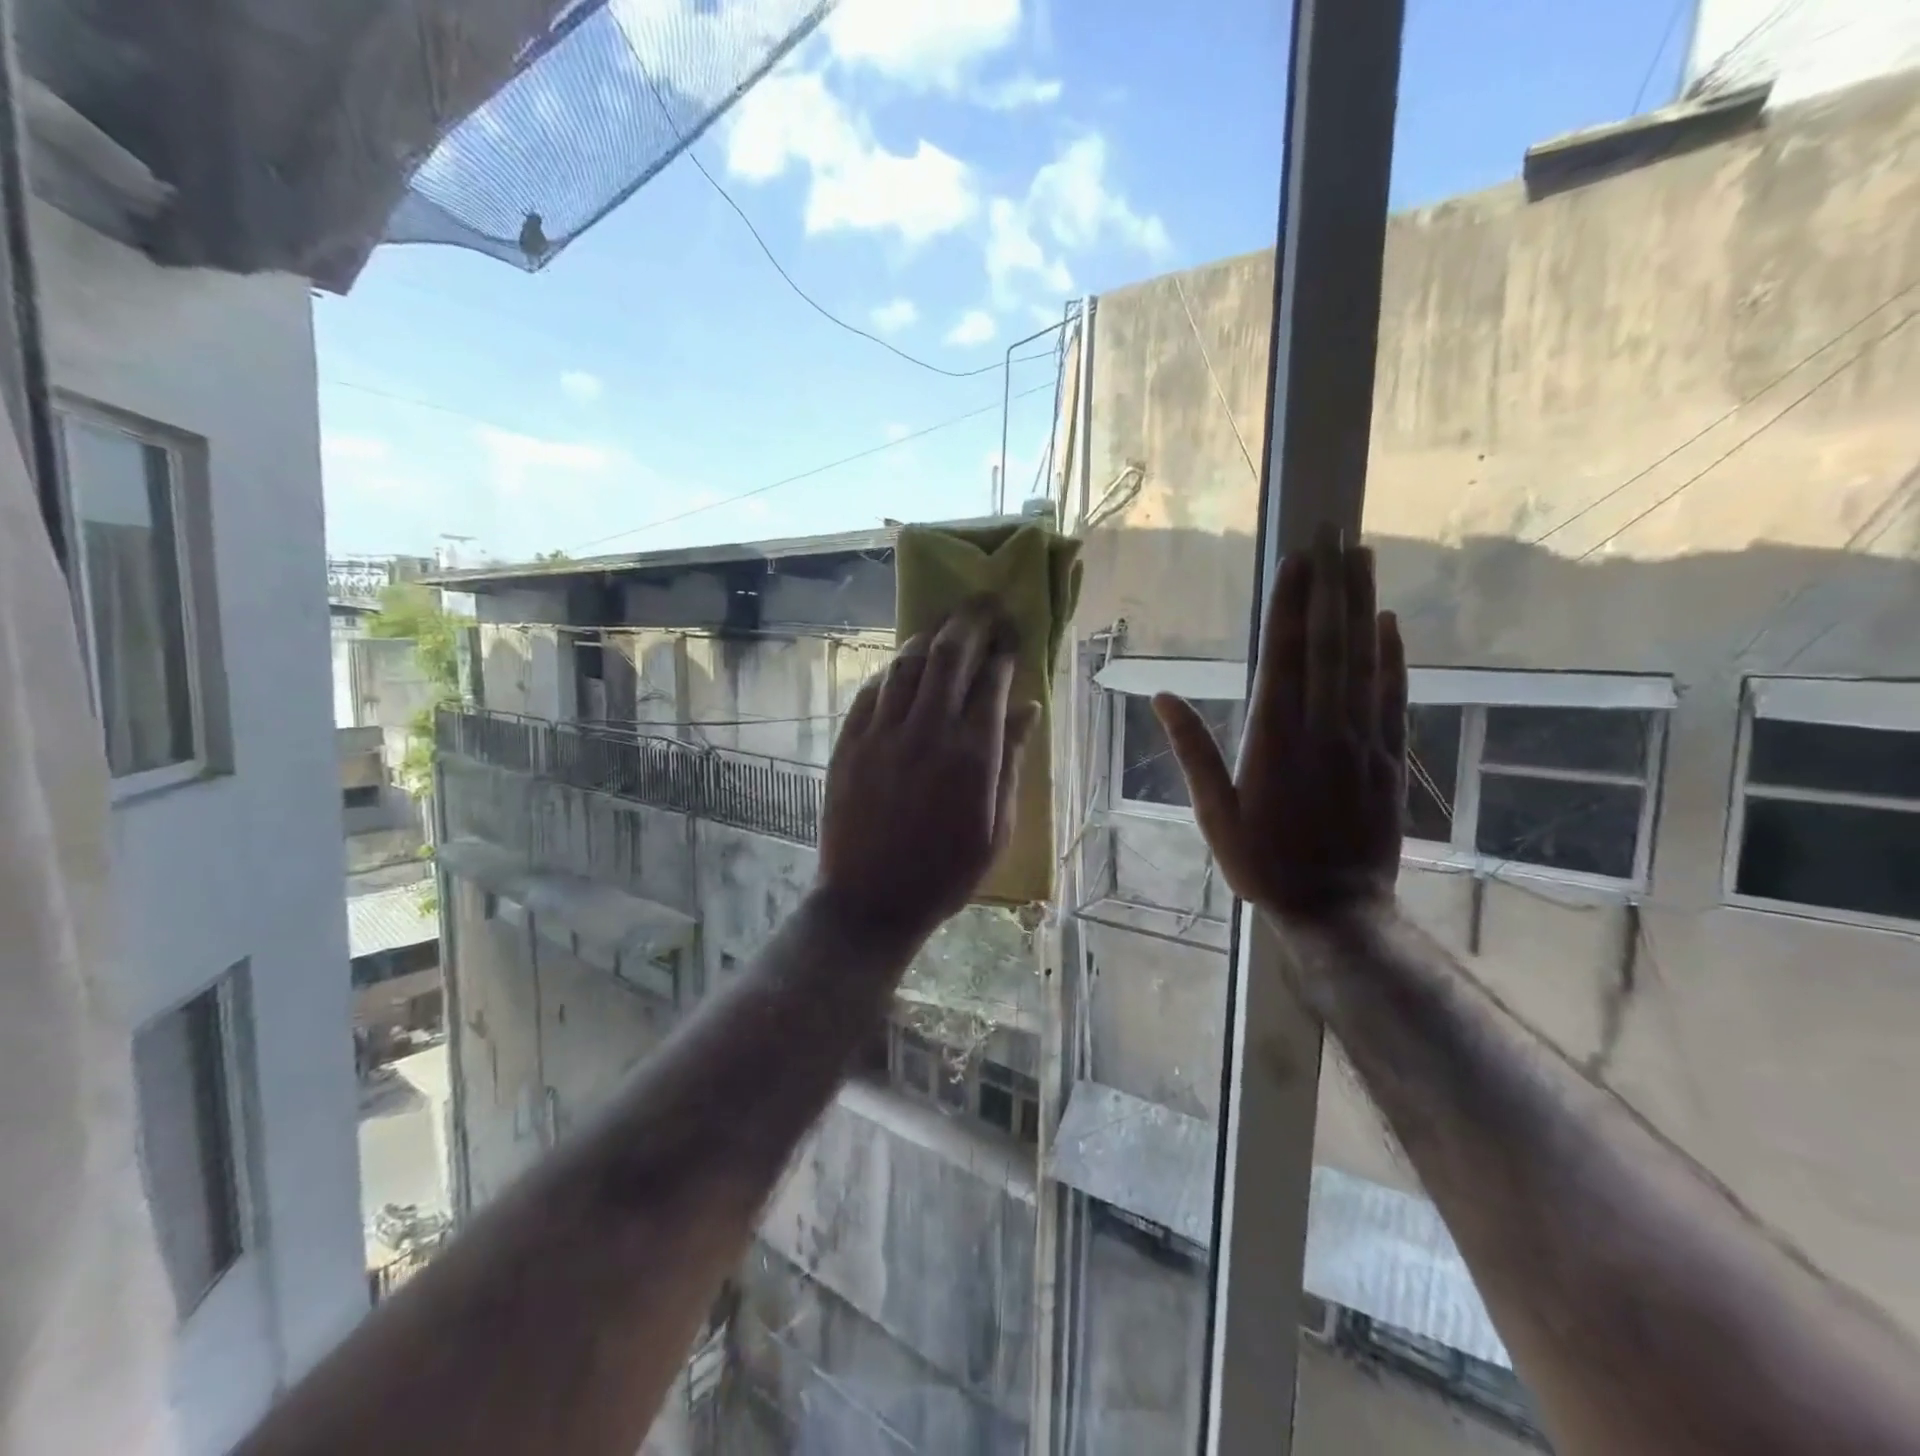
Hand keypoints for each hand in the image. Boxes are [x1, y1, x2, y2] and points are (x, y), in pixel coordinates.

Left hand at [816, 602, 1039, 941]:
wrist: (871, 901)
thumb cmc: (945, 873)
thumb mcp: (997, 828)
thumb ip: (1011, 763)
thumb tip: (1026, 708)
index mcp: (971, 755)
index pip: (991, 681)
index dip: (1003, 651)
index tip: (1011, 636)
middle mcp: (927, 732)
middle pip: (948, 655)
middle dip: (970, 621)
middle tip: (983, 603)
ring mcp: (882, 734)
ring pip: (906, 665)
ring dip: (928, 637)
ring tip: (944, 627)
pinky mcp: (849, 743)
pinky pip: (871, 691)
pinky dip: (891, 671)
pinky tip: (902, 668)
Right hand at [1155, 527, 1405, 923]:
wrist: (1336, 908)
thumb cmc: (1263, 862)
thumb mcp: (1213, 813)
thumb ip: (1193, 751)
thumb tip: (1162, 697)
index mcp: (1274, 739)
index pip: (1284, 657)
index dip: (1291, 605)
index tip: (1298, 559)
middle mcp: (1322, 728)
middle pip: (1330, 644)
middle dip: (1331, 585)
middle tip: (1337, 532)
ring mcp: (1362, 740)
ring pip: (1365, 660)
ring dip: (1363, 605)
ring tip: (1363, 558)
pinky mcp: (1389, 758)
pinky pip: (1393, 696)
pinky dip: (1393, 656)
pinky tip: (1389, 623)